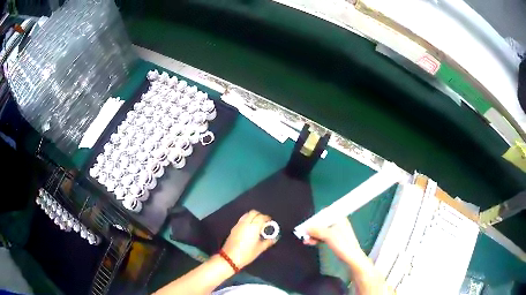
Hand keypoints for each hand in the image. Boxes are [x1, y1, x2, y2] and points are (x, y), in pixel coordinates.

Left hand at [221, 210, 275, 268]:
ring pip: (246, 215)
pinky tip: (250, 229)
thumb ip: (268, 241)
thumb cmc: (247, 253)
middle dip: (259, 215)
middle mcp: (245, 223)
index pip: (261, 217)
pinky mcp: (233, 228)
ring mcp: (238, 225)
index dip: (267, 218)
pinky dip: (247, 220)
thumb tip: (275, 238)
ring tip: (257, 225)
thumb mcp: (260, 248)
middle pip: (253, 213)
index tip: (270, 222)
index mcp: (253, 227)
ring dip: (253, 217)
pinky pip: (242, 220)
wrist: (229, 258)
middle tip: (264, 222)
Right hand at [304, 217, 365, 264]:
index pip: (325, 214)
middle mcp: (338, 223)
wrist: (351, 257)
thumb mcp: (328, 235)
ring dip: (313, 234)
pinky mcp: (334, 240)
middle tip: (303, 233)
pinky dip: (317, 239)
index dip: (315, 218)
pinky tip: (310, 242)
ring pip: (322, 231)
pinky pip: (323, 237)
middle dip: (313, 228)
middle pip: (322, 223)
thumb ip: (316, 230)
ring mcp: (336, 232)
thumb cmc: (342, 244)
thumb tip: (305, 228)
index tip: (306, 224)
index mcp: (339, 218)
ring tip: (305, 240)